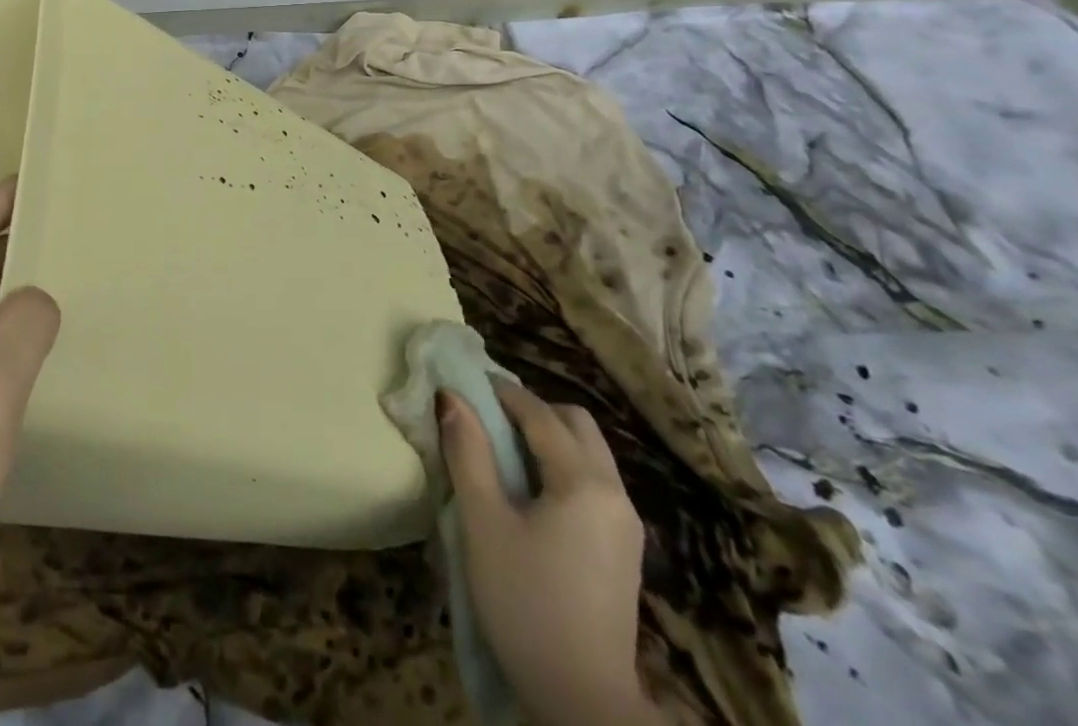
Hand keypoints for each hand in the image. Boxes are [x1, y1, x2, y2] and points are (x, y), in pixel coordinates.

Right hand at [439, 382, 657, 725]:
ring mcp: (626, 525)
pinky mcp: (624, 552)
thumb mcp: (483, 523)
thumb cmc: (525, 603)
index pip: (541, 414)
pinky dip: (562, 468)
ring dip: (549, 439)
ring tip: (503, 454)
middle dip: (533, 411)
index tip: (466, 383)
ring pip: (589, 454)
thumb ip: (468, 452)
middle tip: (488, 419)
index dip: (502, 392)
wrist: (583, 703)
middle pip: (577, 425)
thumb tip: (451, 396)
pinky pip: (594, 484)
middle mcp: (615, 493)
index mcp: (584, 482)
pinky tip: (531, 495)